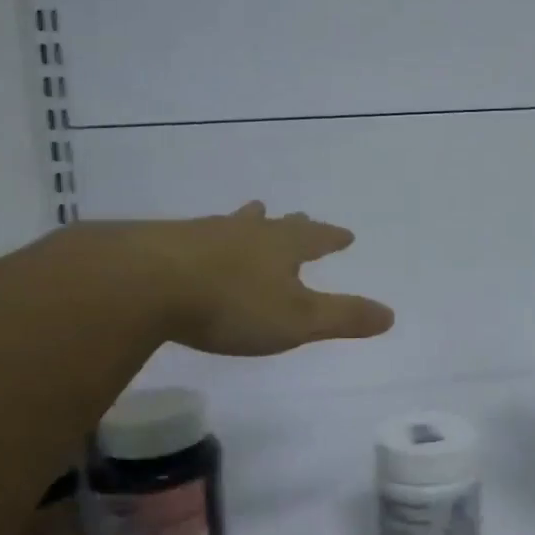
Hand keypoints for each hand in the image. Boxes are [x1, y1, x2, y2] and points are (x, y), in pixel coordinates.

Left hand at [107, 201, 393, 355]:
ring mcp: (203, 234)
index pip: (316, 238)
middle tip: (299, 217)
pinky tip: (196, 246)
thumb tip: (390, 314)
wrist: (144, 283)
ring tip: (250, 215)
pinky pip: (197, 237)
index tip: (346, 235)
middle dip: (291, 226)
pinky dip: (208, 240)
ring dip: (248, 223)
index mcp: (280, 247)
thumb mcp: (297, 320)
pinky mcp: (164, 245)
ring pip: (234, 224)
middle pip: (275, 225)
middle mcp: (245, 232)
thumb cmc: (231, 304)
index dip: (332, 238)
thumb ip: (343, 318)